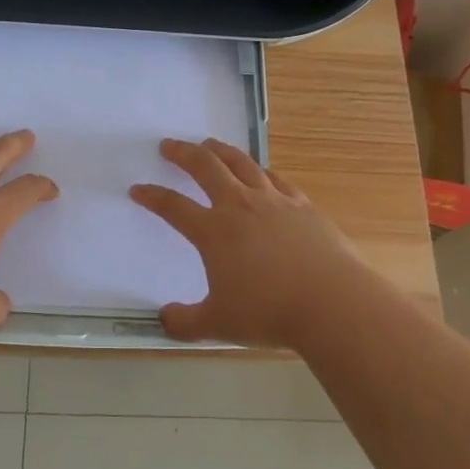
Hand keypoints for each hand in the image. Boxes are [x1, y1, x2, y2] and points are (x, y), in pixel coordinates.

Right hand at [130, 138, 373, 349]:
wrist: (332, 302)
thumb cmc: (269, 313)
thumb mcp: (218, 324)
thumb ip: (185, 322)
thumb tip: (164, 318)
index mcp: (213, 231)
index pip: (173, 207)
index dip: (152, 197)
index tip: (138, 189)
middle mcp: (240, 206)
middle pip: (206, 168)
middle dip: (183, 154)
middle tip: (169, 145)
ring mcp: (273, 201)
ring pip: (241, 163)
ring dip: (221, 151)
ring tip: (209, 144)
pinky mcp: (302, 205)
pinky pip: (275, 179)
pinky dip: (260, 170)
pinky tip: (259, 172)